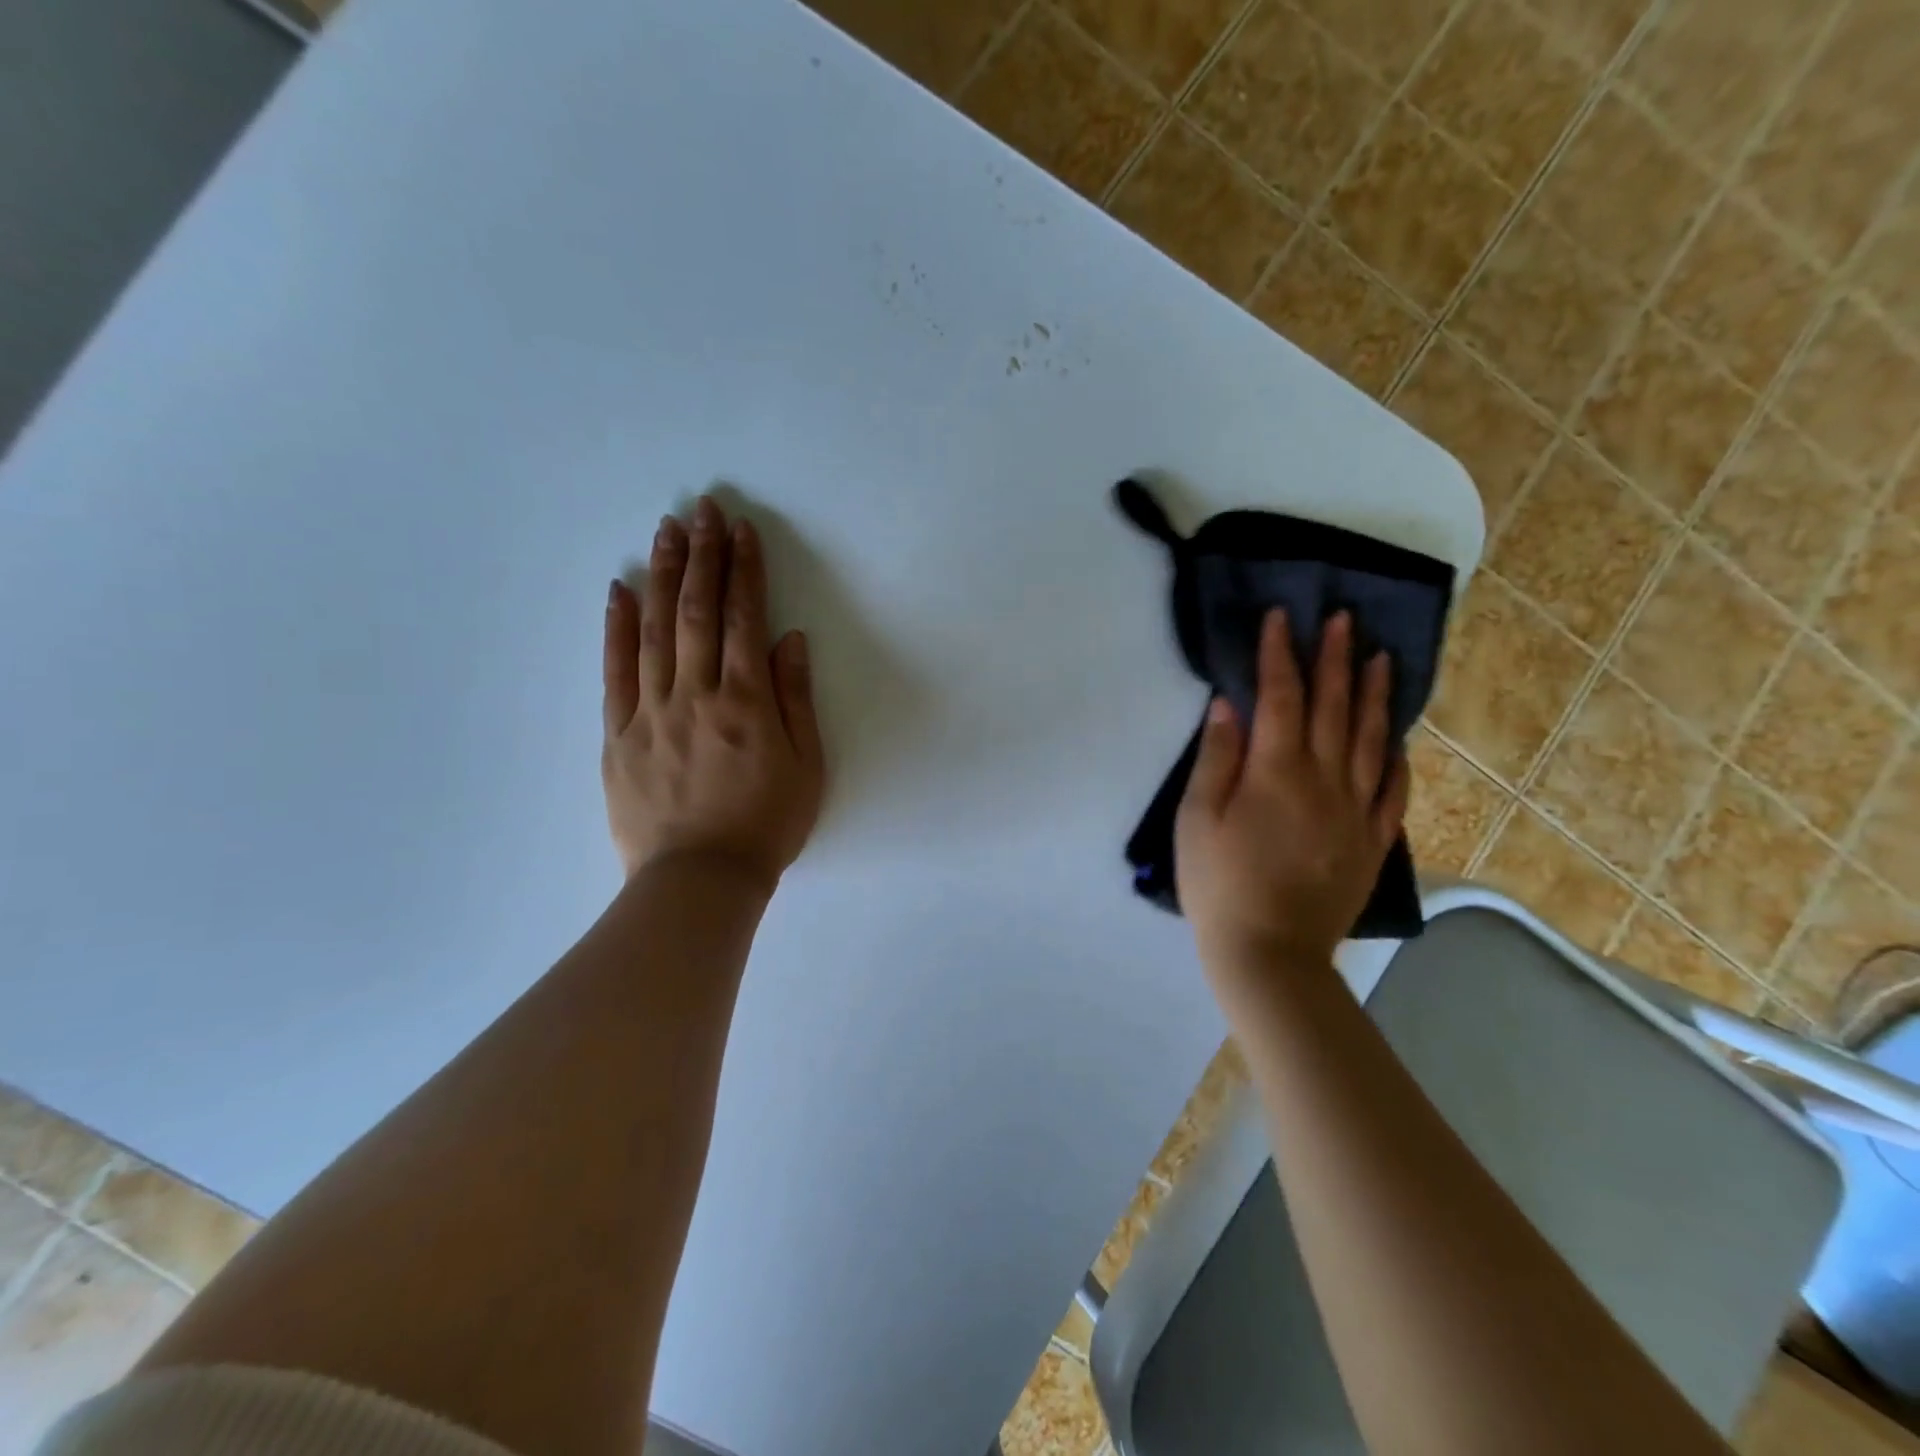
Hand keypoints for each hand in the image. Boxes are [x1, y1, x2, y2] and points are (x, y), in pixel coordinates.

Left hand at [602, 496, 824, 892]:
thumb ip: (796, 699)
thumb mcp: (807, 767)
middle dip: (701, 556)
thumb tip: (789, 639)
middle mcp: (696, 694)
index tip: (742, 531)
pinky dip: (616, 627)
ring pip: (654, 630)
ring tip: (665, 531)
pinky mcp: (619, 734)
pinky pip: (615, 671)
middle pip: (696, 612)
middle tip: (702, 509)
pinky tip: (618, 590)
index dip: (744, 570)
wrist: (701, 880)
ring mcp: (651, 712)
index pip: (743, 619)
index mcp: (746, 702)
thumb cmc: (767, 825)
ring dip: (660, 576)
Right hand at [1175, 610, 1408, 985]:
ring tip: (1381, 657)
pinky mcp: (1372, 841)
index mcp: (1276, 772)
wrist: (1270, 954)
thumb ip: (1216, 759)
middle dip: (1336, 659)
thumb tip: (1228, 705)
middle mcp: (1324, 780)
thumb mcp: (1196, 820)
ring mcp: (1356, 811)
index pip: (1282, 697)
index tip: (1283, 618)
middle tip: (1344, 619)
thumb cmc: (1218, 885)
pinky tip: (1395, 738)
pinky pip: (1393, 790)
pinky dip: (1394, 757)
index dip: (1281, 654)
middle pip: (1333, 708)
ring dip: (1374, 695)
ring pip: (1370, 739)